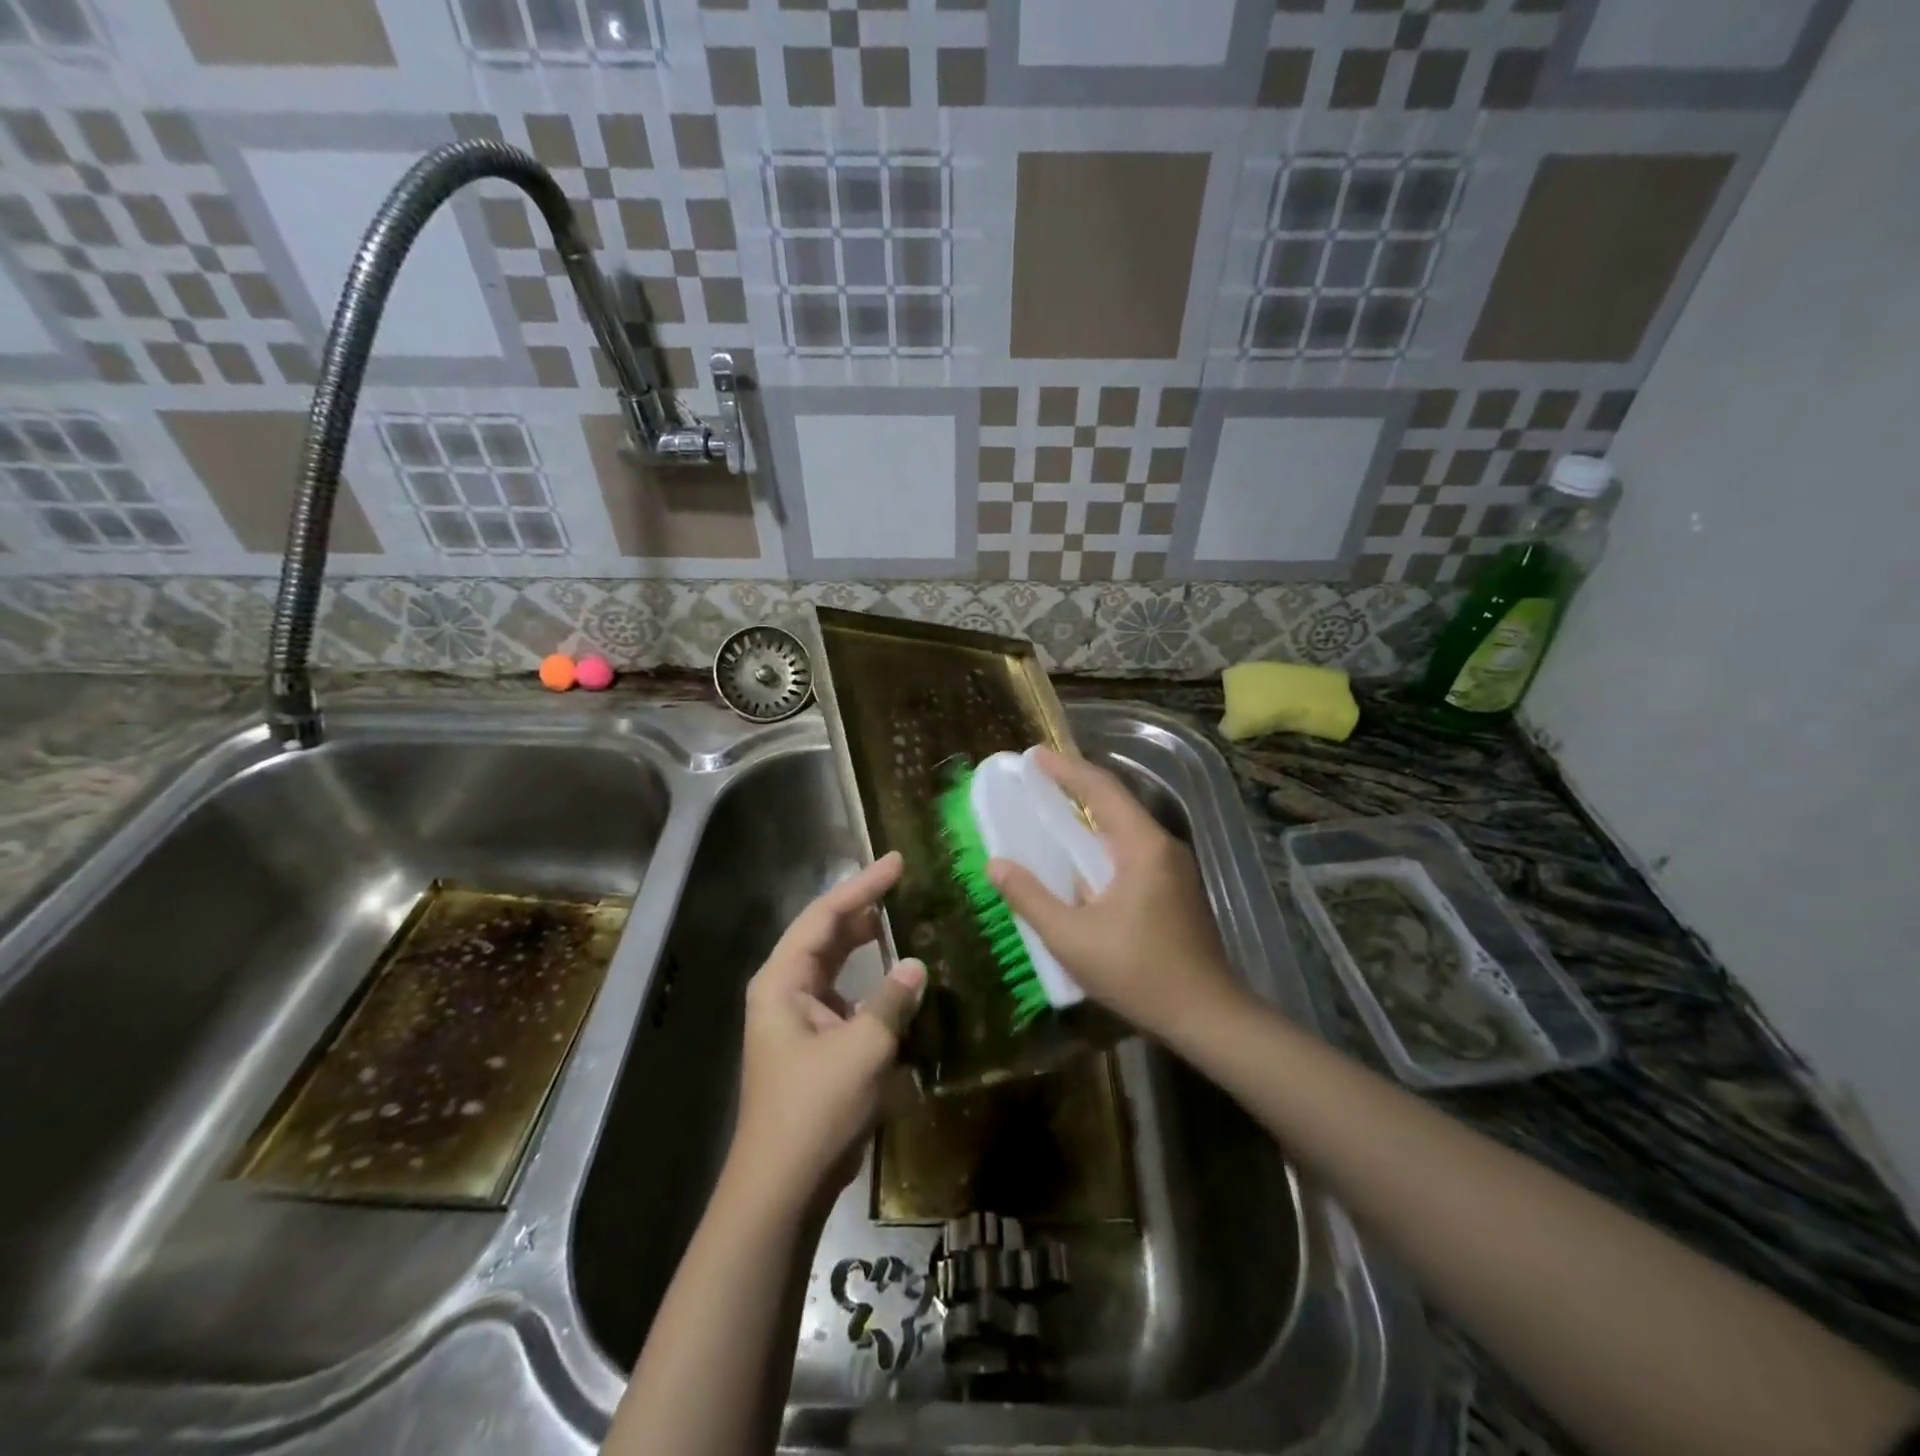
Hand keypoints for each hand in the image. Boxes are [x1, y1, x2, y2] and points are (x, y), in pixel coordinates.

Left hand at [726, 851, 926, 1212]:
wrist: (782, 1187)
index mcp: (782, 981)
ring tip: (902, 918)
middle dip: (863, 908)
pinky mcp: (815, 1045)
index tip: (896, 862)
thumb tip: (917, 964)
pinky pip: (846, 998)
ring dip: (867, 944)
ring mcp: (798, 1019)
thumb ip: (892, 1000)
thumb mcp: (862, 1048)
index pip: (824, 916)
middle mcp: (785, 991)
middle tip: (903, 883)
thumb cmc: (814, 1109)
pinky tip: (899, 980)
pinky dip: (871, 984)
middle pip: (826, 935)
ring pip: (835, 966)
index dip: (862, 886)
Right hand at [987, 748, 1245, 1040]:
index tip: (1034, 755)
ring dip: (1092, 813)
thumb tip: (996, 864)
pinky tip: (1084, 857)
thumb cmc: (1139, 974)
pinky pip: (1134, 848)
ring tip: (1055, 809)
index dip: (1065, 768)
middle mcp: (1163, 846)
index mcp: (1143, 847)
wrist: (1208, 1016)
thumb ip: (1031, 898)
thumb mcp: (1072, 939)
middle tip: (1039, 777)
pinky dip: (1104, 840)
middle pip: (1117, 802)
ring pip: (1127, 826)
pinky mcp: (1177, 888)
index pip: (1101, 790)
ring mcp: (1175, 867)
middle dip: (1077, 785)